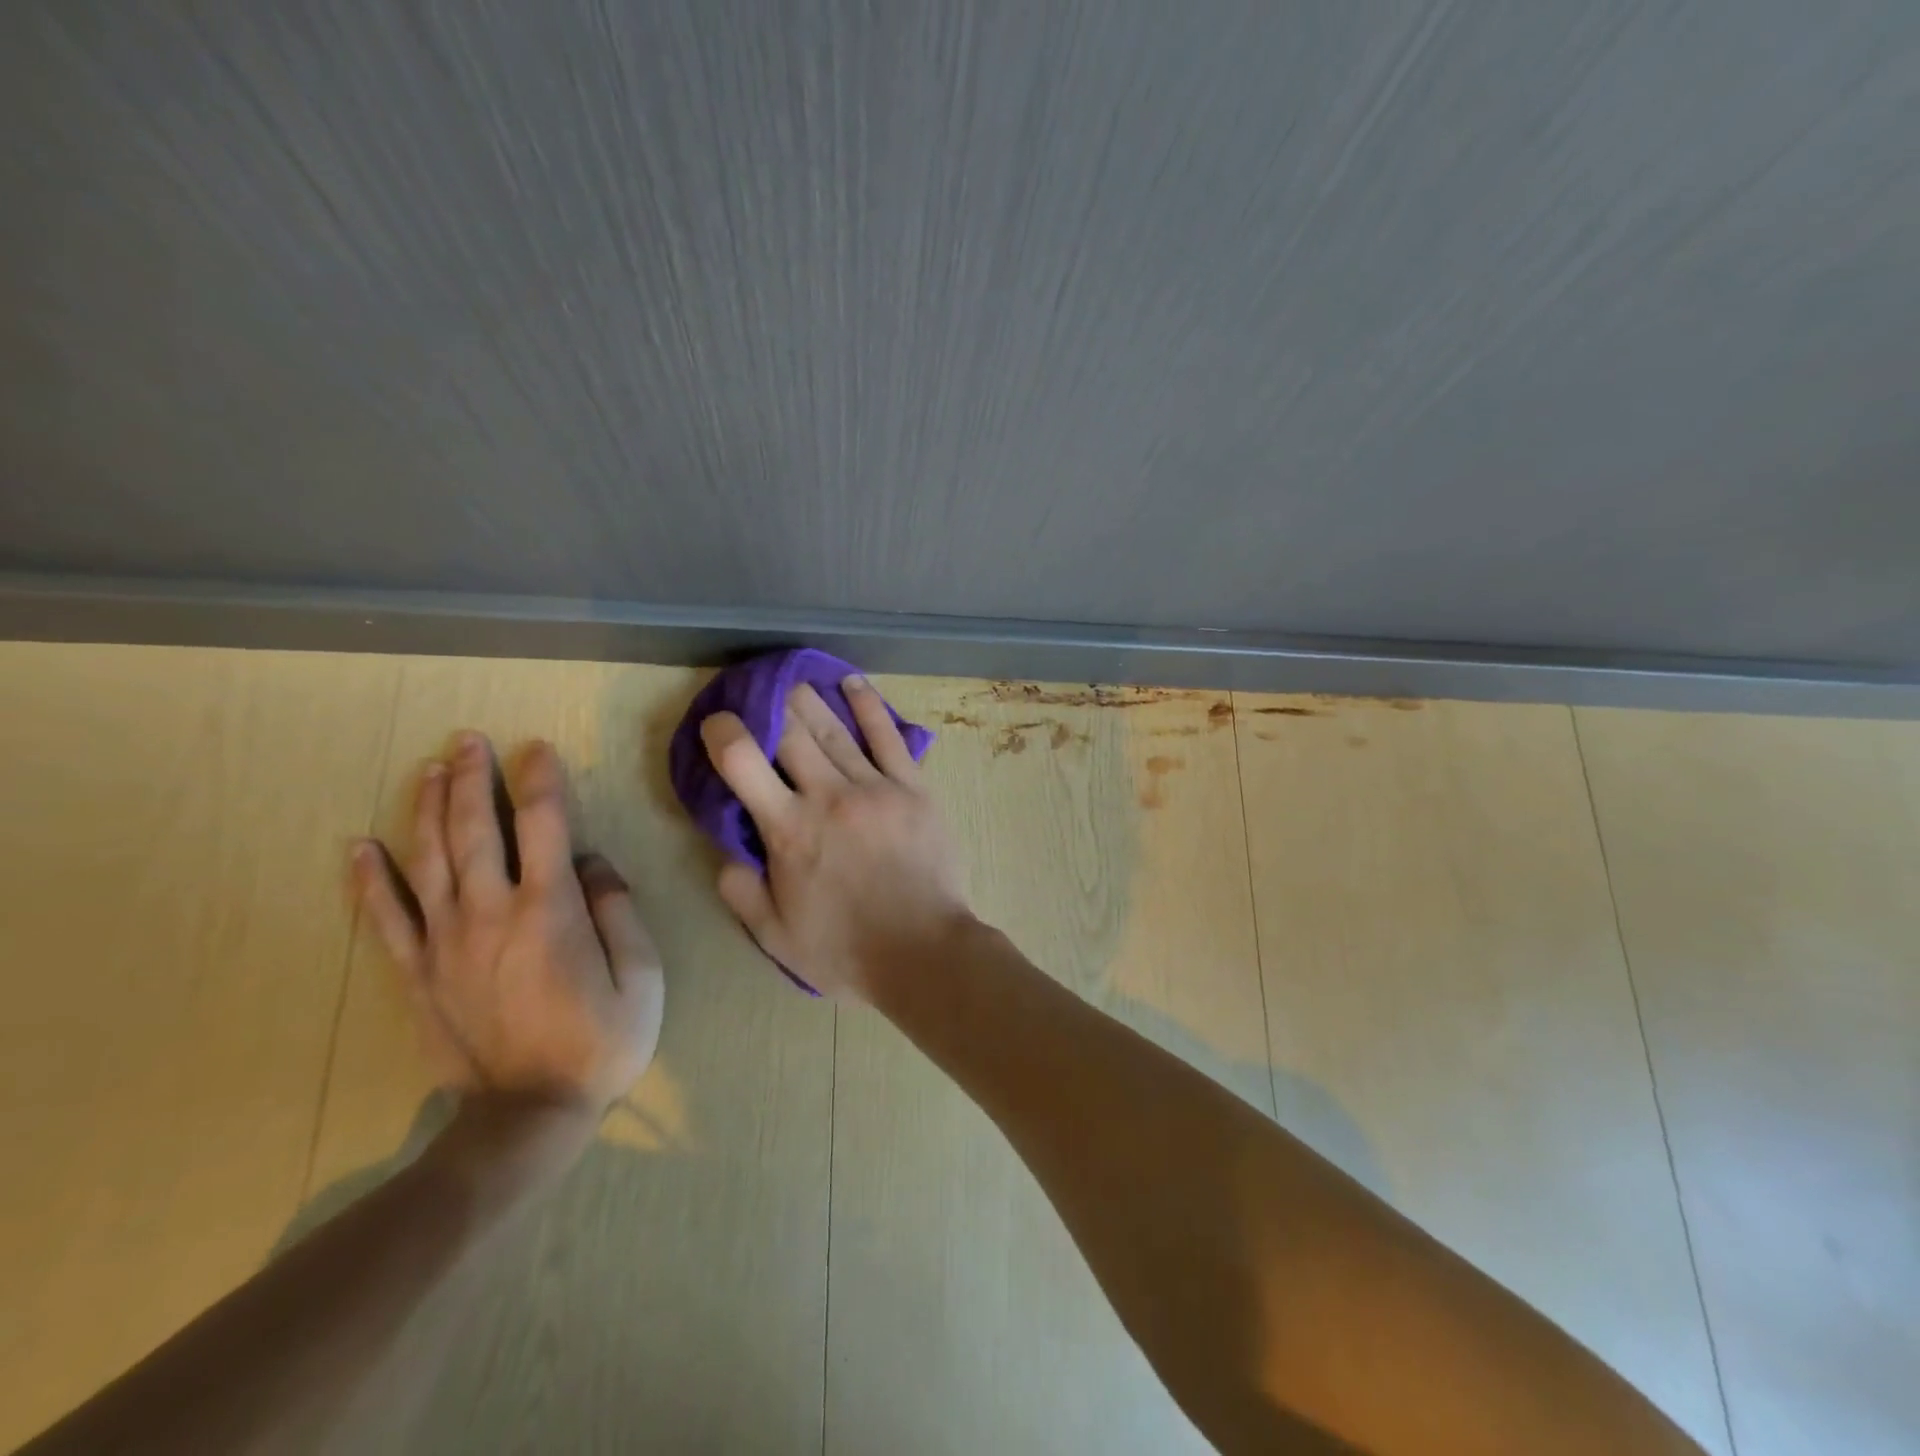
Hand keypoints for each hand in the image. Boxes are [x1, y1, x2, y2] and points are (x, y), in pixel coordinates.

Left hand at [351, 732, 664, 1115]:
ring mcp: (446, 943)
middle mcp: (491, 913)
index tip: (539, 748)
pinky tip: (360, 846)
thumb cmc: (601, 1042)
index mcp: (551, 911)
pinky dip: (369, 880)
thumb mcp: (643, 976)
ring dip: (429, 808)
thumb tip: (593, 862)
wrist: (528, 1117)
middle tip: (470, 739)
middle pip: (476, 830)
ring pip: (429, 860)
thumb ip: (619, 910)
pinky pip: (386, 919)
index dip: (543, 780)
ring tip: (430, 767)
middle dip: (473, 778)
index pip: (545, 825)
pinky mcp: (417, 973)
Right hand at [700, 677, 971, 1000]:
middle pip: (790, 732)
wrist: (924, 952)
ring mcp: (875, 787)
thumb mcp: (776, 936)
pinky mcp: (913, 787)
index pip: (742, 761)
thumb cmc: (846, 950)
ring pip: (834, 729)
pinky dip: (868, 706)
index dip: (723, 732)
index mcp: (789, 830)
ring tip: (792, 681)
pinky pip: (888, 736)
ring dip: (809, 700)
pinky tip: (851, 683)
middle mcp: (828, 796)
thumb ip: (741, 891)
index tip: (717, 722)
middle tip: (758, 693)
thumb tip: (725, 852)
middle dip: (768, 706)